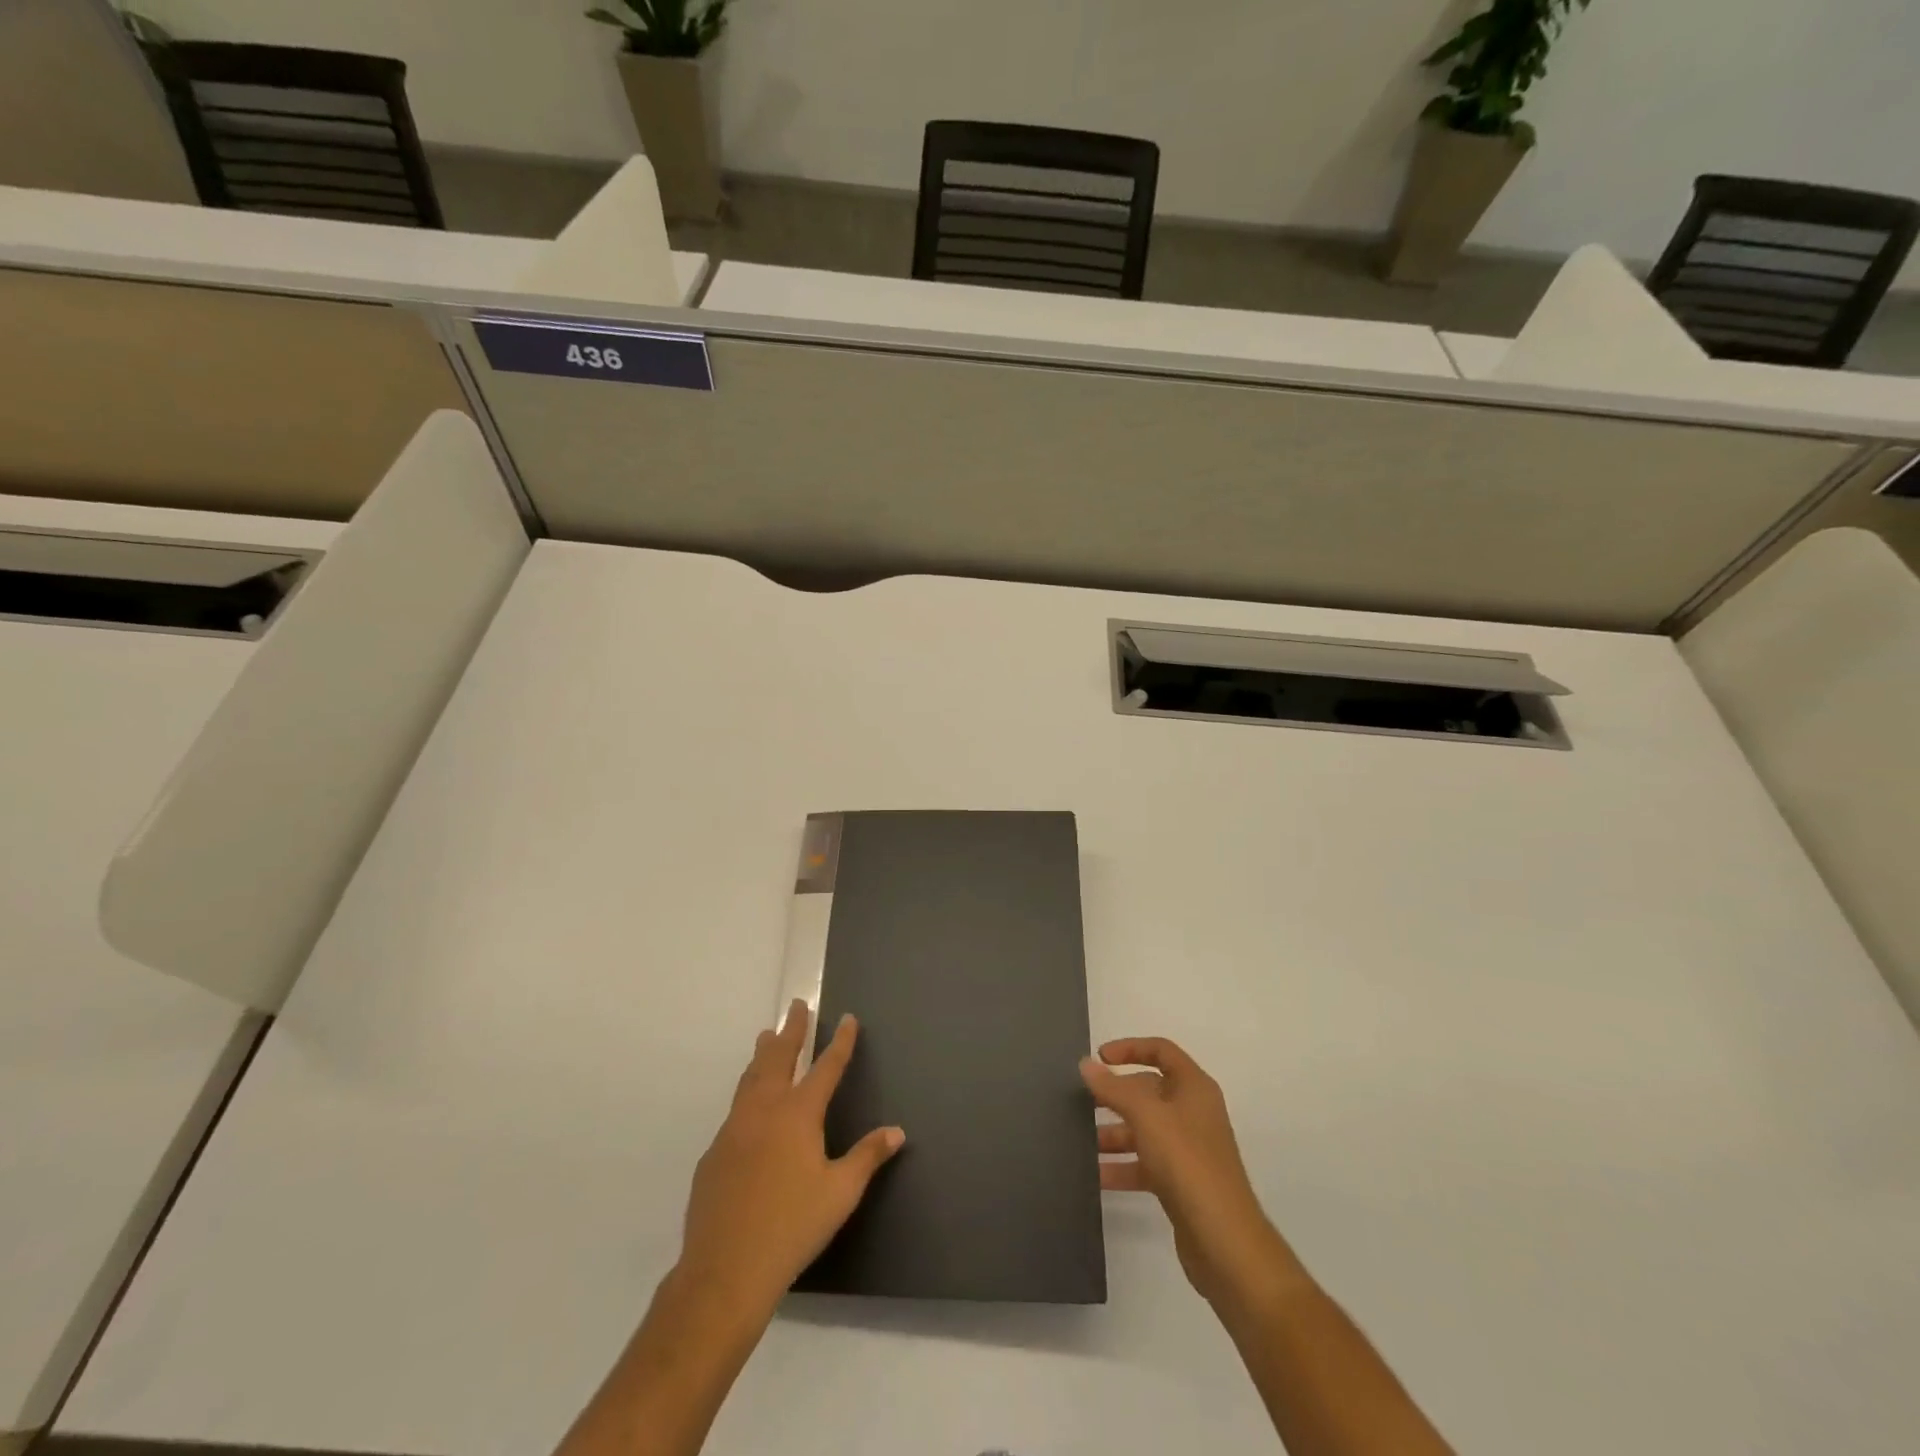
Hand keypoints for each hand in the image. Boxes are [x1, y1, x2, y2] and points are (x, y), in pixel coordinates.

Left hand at [678, 1000, 904, 1312]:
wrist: (725, 1270)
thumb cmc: (793, 1227)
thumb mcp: (840, 1193)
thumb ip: (867, 1156)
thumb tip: (896, 1131)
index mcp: (798, 1115)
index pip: (825, 1067)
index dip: (840, 1042)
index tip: (847, 1018)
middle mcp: (764, 1110)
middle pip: (779, 1058)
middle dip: (791, 1030)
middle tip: (796, 1006)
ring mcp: (734, 1130)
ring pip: (750, 1078)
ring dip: (763, 1054)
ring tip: (766, 1036)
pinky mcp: (714, 1154)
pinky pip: (734, 1111)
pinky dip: (746, 1093)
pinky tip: (747, 1107)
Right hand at [1081, 1037, 1297, 1307]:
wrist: (1225, 1242)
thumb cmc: (1188, 1164)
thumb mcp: (1147, 1116)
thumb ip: (1114, 1088)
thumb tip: (1087, 1064)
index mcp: (1194, 1088)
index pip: (1161, 1051)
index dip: (1130, 1048)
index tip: (1099, 1058)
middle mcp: (1193, 1113)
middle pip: (1149, 1091)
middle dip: (1115, 1095)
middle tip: (1080, 1101)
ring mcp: (1188, 1150)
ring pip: (1144, 1129)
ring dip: (1114, 1133)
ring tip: (1081, 1141)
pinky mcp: (1181, 1183)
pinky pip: (1145, 1163)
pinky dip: (1122, 1166)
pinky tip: (1096, 1176)